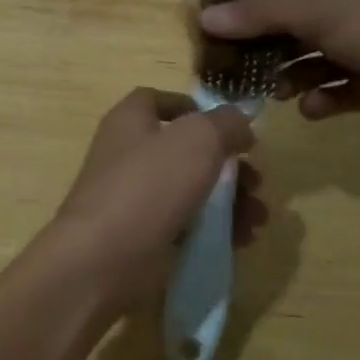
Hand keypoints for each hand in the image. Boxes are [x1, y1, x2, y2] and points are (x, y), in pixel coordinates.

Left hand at [43, 88, 264, 310]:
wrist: (102, 259)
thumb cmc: (148, 185)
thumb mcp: (197, 140)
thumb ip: (225, 124)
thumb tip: (240, 122)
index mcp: (130, 121)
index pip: (157, 100)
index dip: (193, 108)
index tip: (228, 126)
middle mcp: (128, 154)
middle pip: (185, 150)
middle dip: (227, 165)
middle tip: (257, 182)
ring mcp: (133, 198)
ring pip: (190, 190)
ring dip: (230, 201)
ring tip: (258, 218)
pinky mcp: (141, 236)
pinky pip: (185, 225)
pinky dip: (214, 229)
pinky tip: (242, 241)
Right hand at [198, 0, 359, 130]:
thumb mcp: (316, 14)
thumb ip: (260, 16)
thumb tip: (204, 16)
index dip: (249, 16)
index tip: (217, 38)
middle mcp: (348, 17)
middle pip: (293, 34)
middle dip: (267, 54)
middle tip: (237, 74)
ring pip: (313, 66)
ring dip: (292, 79)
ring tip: (275, 94)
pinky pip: (337, 93)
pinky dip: (322, 100)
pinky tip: (312, 109)